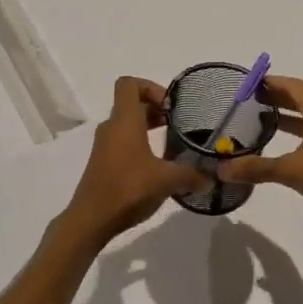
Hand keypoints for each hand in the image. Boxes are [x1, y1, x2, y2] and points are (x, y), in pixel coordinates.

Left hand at [59, 78, 211, 246]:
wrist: (91, 219)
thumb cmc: (128, 189)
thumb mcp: (166, 180)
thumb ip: (192, 175)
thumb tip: (211, 178)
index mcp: (124, 121)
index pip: (129, 84)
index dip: (150, 87)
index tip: (170, 106)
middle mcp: (111, 127)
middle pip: (131, 104)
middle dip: (156, 109)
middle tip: (178, 124)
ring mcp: (104, 146)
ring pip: (127, 124)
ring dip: (148, 127)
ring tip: (172, 143)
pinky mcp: (103, 163)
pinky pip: (123, 142)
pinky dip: (140, 144)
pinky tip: (158, 165)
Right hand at [216, 76, 302, 237]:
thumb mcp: (290, 170)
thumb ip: (256, 168)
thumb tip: (222, 169)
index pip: (293, 86)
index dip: (272, 82)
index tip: (250, 83)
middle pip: (301, 99)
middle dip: (277, 98)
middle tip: (250, 101)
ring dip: (287, 117)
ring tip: (262, 121)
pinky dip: (297, 134)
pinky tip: (283, 147)